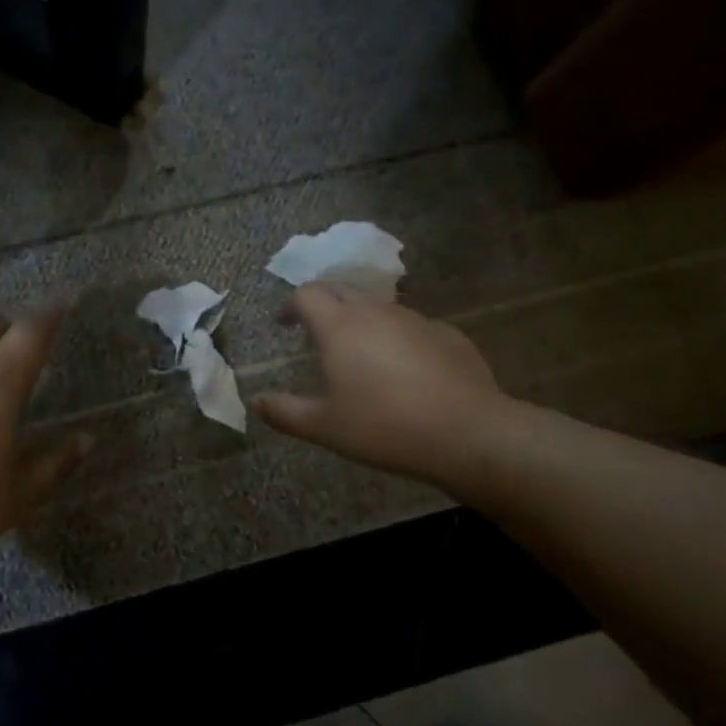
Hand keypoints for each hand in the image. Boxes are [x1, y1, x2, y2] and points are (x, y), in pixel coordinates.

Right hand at [255, 286, 514, 486]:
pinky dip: (398, 338)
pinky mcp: (448, 334)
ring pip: (379, 307)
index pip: (307, 294)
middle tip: (317, 332)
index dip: (291, 305)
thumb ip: (286, 412)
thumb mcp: (325, 427)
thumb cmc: (384, 427)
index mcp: (340, 326)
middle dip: (324, 305)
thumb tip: (257, 402)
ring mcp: (415, 320)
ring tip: (361, 354)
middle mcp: (375, 312)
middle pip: (342, 291)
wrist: (468, 433)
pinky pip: (412, 327)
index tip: (285, 323)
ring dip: (362, 321)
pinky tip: (405, 370)